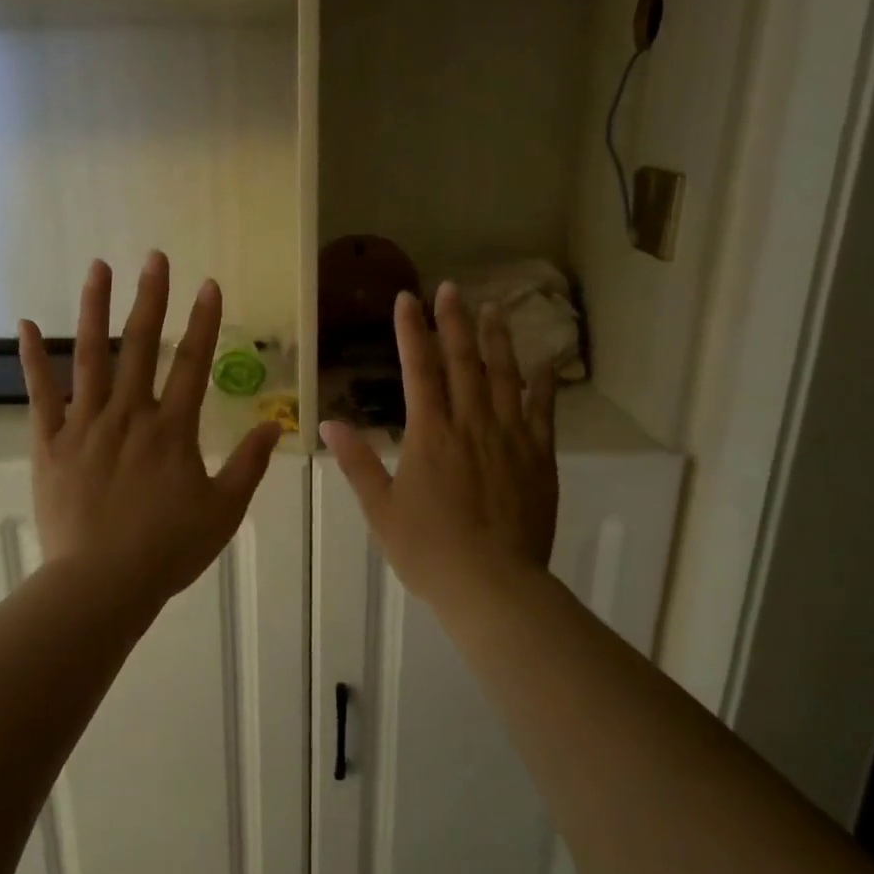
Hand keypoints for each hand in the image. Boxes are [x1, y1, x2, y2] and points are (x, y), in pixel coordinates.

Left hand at [20, 253, 283, 609]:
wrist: (102, 583)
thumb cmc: (168, 549)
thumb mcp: (224, 511)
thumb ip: (250, 465)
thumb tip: (274, 424)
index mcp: (172, 430)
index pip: (193, 363)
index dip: (204, 322)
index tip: (209, 284)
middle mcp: (129, 415)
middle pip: (141, 346)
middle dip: (151, 298)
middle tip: (155, 257)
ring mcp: (85, 425)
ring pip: (90, 357)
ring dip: (95, 310)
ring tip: (99, 268)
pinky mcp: (50, 443)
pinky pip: (40, 394)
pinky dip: (32, 359)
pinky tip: (25, 325)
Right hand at [322, 283, 558, 610]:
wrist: (493, 585)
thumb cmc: (429, 550)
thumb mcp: (381, 509)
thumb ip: (358, 463)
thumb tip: (330, 423)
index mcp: (430, 434)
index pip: (418, 369)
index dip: (411, 330)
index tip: (406, 298)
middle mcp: (471, 424)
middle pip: (462, 362)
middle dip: (453, 322)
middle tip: (450, 288)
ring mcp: (510, 438)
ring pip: (505, 377)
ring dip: (497, 340)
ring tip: (494, 309)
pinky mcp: (539, 458)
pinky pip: (543, 412)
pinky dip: (542, 385)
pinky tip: (543, 365)